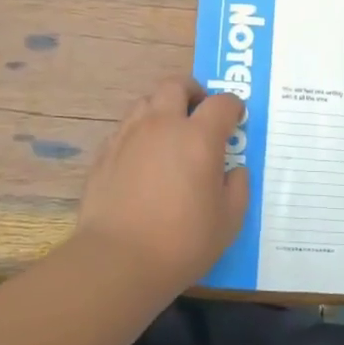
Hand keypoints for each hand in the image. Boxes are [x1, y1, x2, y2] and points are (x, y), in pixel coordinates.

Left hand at [76, 76, 250, 282]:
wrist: (118, 259)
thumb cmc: (183, 242)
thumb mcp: (228, 221)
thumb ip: (238, 188)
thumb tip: (235, 171)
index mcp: (198, 137)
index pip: (221, 104)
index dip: (233, 106)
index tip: (236, 118)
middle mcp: (162, 125)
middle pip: (176, 85)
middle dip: (192, 91)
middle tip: (200, 109)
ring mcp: (128, 136)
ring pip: (145, 102)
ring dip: (162, 108)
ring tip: (169, 131)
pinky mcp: (104, 153)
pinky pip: (125, 129)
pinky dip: (139, 133)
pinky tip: (142, 158)